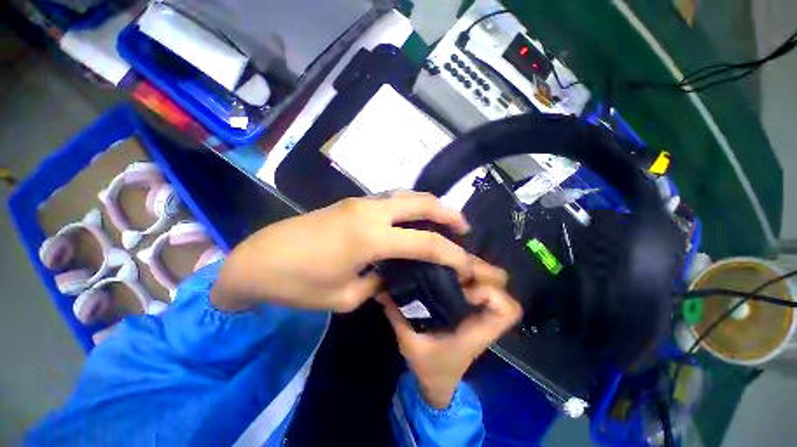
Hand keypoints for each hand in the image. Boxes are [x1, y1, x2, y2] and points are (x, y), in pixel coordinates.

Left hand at [210, 192, 472, 311]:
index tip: (467, 263)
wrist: (258, 259)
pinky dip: (410, 205)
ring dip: (429, 205)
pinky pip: (390, 199)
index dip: (452, 254)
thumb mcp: (345, 296)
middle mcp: (370, 212)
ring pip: (405, 195)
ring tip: (444, 220)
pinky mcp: (351, 202)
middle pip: (420, 203)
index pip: (425, 243)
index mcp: (370, 238)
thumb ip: (377, 284)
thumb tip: (391, 276)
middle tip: (464, 227)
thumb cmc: (299, 284)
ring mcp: (360, 202)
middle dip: (448, 212)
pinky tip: (413, 218)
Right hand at [378, 259, 521, 408]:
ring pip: (488, 278)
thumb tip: (382, 289)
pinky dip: (464, 272)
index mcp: (478, 331)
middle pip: (499, 284)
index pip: (505, 308)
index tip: (463, 290)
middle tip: (452, 265)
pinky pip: (475, 281)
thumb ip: (398, 315)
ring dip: (470, 268)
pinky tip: (444, 268)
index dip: (489, 293)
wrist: (437, 380)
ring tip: (446, 262)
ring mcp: (478, 309)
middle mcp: (483, 316)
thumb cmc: (429, 366)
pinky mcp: (470, 305)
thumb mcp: (411, 343)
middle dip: (479, 270)